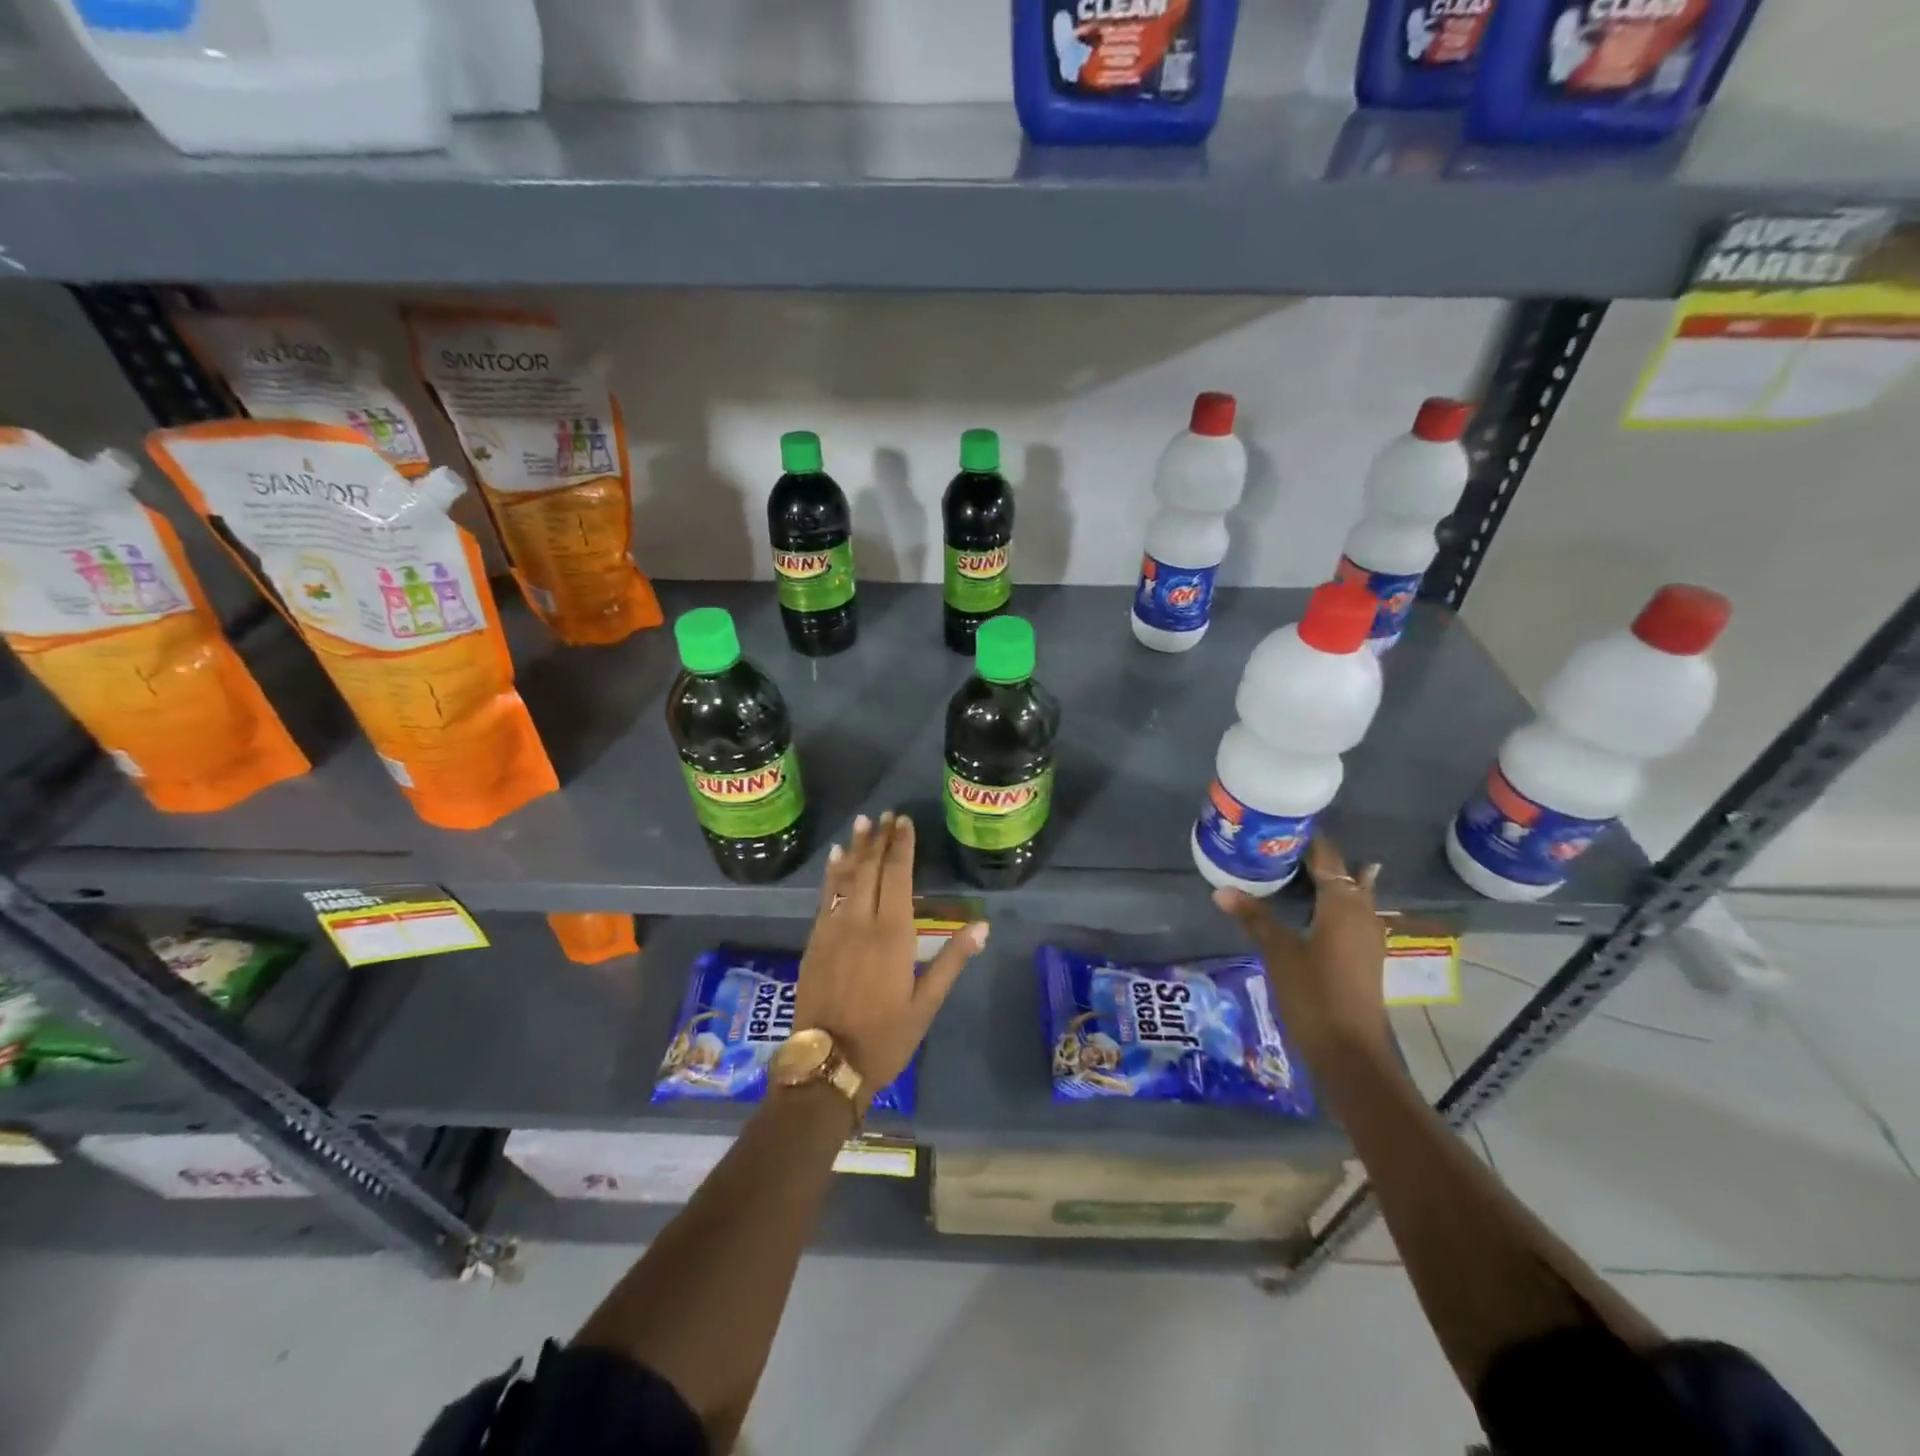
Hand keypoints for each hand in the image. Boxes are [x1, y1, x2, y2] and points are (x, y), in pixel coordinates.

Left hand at [793, 812, 987, 1101]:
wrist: (826, 1063)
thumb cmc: (885, 1037)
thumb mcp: (926, 1004)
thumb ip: (952, 960)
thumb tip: (982, 925)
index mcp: (893, 935)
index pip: (898, 878)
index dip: (902, 847)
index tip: (905, 822)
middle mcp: (861, 923)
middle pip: (871, 870)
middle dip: (880, 840)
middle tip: (886, 814)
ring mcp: (833, 930)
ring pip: (846, 878)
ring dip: (856, 848)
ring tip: (863, 823)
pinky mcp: (815, 941)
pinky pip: (825, 897)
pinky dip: (832, 874)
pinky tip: (835, 859)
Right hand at [1213, 836, 1389, 1061]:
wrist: (1350, 1051)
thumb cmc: (1314, 994)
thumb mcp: (1278, 952)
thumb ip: (1253, 917)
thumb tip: (1221, 889)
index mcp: (1342, 904)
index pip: (1328, 858)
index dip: (1308, 841)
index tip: (1281, 826)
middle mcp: (1362, 913)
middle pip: (1344, 874)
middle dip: (1318, 859)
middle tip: (1282, 846)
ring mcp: (1368, 936)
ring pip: (1352, 895)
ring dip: (1330, 880)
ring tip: (1301, 867)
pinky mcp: (1365, 956)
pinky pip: (1353, 914)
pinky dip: (1337, 902)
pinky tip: (1320, 907)